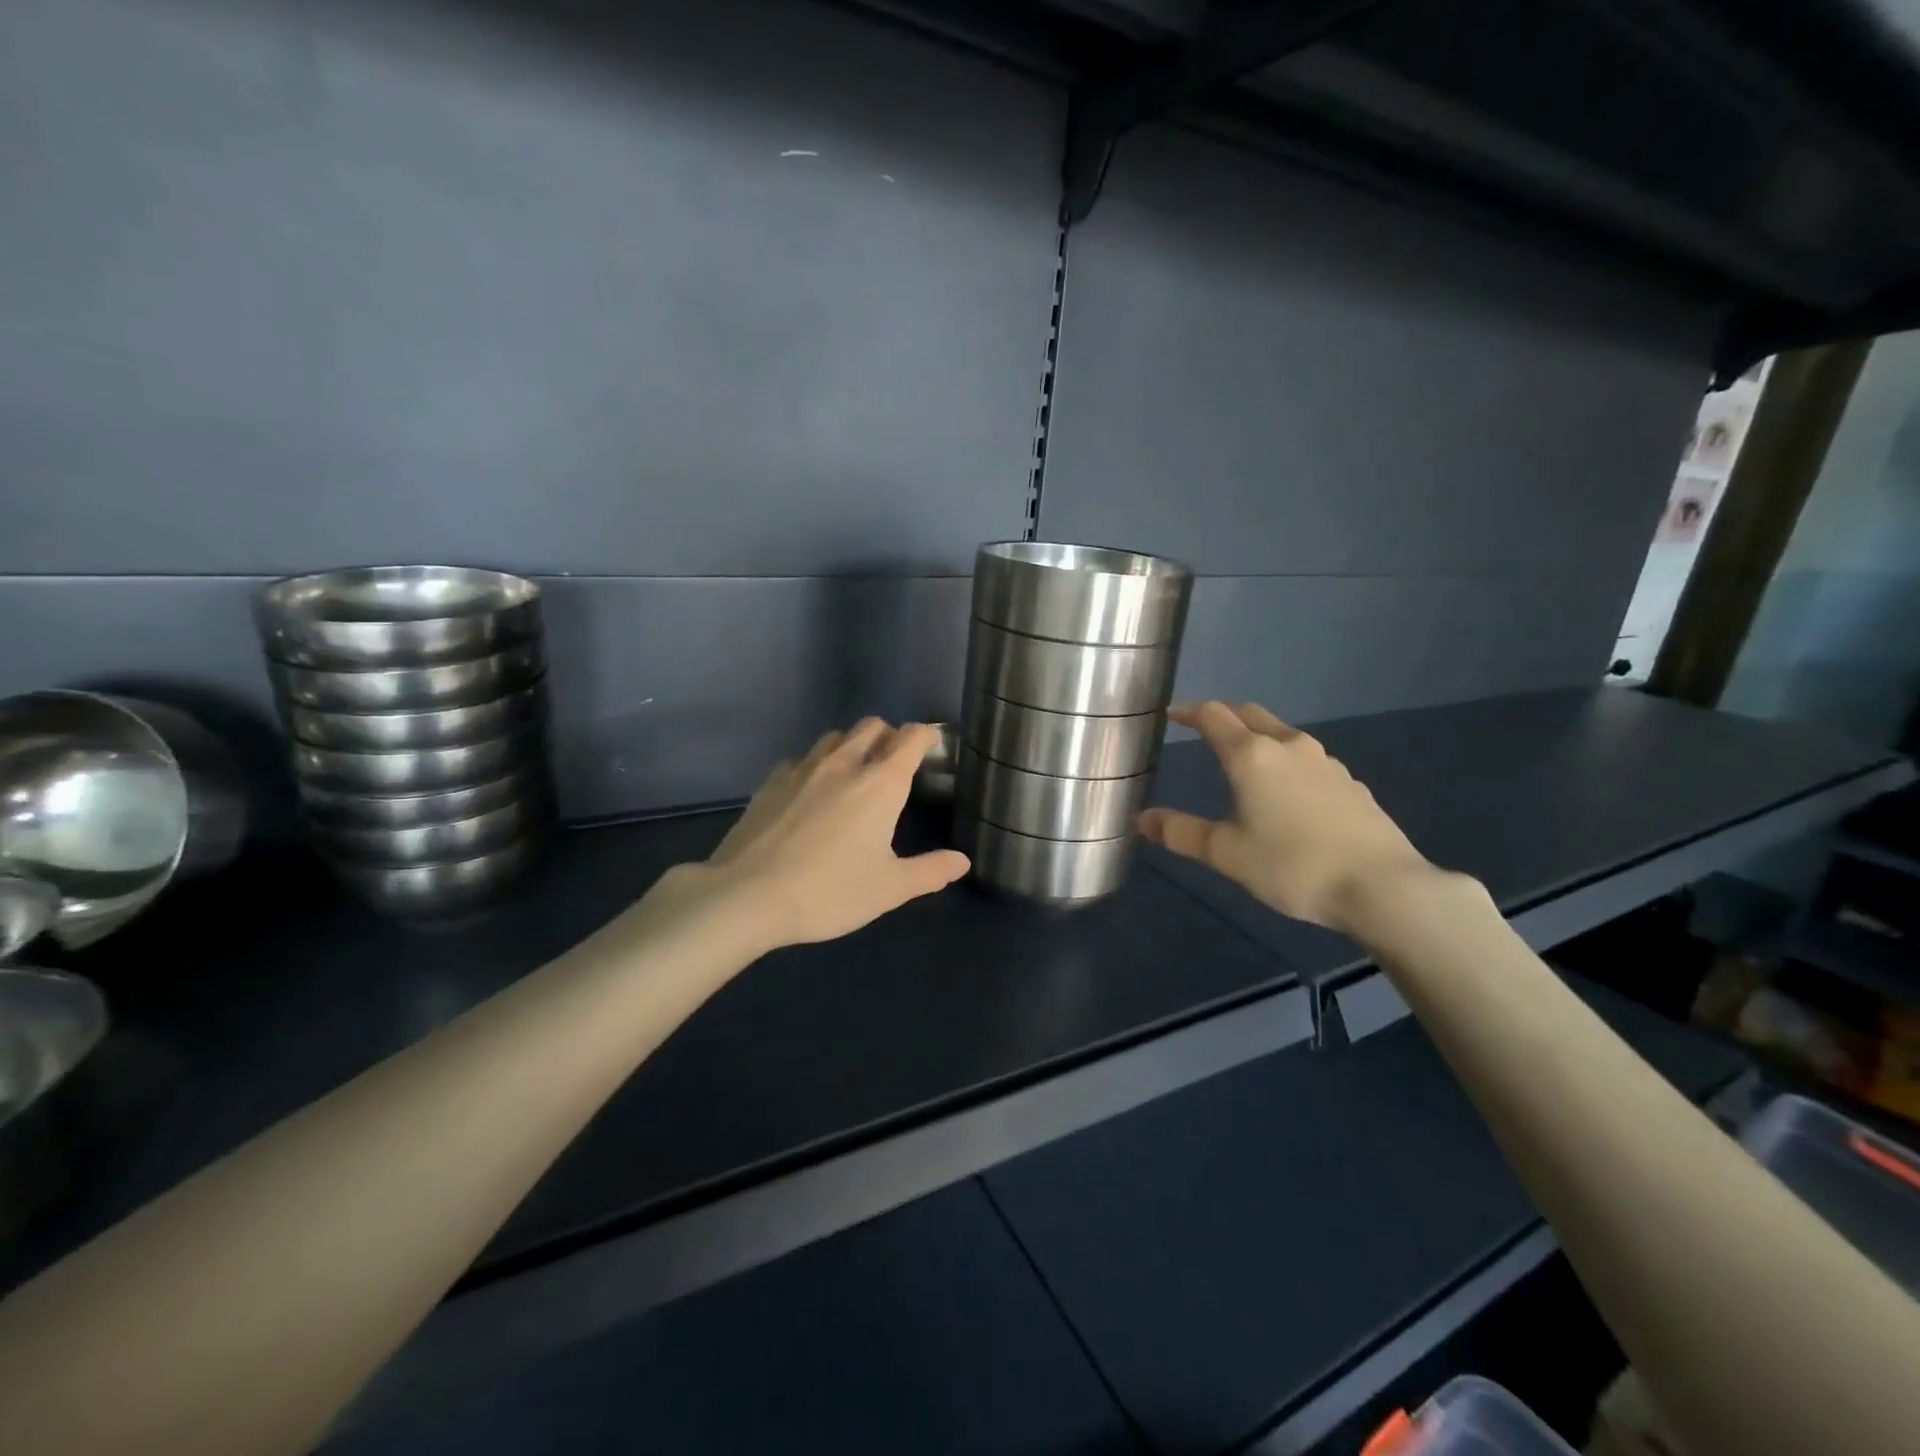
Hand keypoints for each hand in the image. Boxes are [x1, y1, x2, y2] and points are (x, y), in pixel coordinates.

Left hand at [694, 719, 969, 950]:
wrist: (748, 896)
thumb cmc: (830, 891)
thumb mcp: (889, 889)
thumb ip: (930, 871)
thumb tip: (961, 861)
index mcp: (881, 784)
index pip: (911, 738)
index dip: (926, 735)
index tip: (932, 743)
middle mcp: (844, 764)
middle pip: (872, 726)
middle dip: (889, 735)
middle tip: (895, 763)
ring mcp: (803, 769)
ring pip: (834, 737)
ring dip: (852, 745)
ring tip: (854, 773)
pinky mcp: (771, 782)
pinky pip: (801, 759)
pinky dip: (815, 765)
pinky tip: (810, 792)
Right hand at [1138, 701, 1431, 933]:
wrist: (1382, 886)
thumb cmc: (1292, 865)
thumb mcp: (1226, 854)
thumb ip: (1181, 832)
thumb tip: (1142, 819)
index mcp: (1250, 755)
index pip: (1212, 715)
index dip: (1188, 711)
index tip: (1170, 714)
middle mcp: (1287, 746)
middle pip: (1249, 713)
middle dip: (1222, 715)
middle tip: (1202, 728)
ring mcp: (1324, 761)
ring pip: (1281, 734)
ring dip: (1256, 736)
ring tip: (1242, 759)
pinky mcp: (1349, 782)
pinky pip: (1306, 759)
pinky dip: (1284, 761)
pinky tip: (1286, 791)